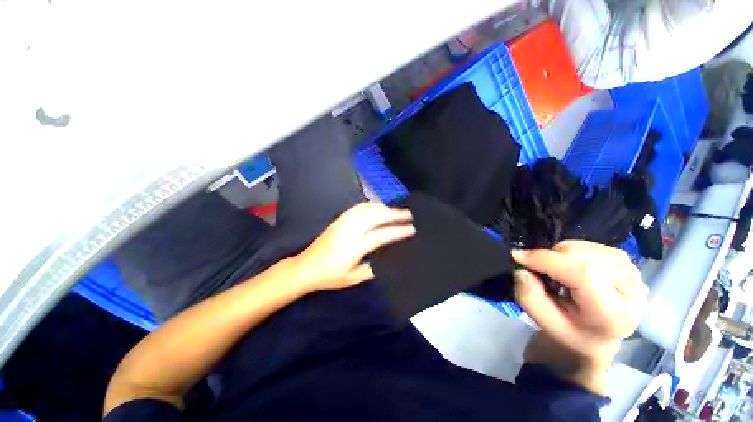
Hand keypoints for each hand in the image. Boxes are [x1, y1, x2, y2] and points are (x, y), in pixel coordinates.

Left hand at [291, 202, 414, 292]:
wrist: (306, 267)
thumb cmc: (330, 276)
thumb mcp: (353, 278)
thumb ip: (373, 268)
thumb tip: (389, 258)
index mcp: (355, 246)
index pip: (382, 235)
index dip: (399, 231)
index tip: (412, 229)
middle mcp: (351, 230)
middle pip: (377, 216)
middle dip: (395, 214)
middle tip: (409, 214)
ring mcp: (344, 222)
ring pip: (368, 209)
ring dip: (384, 208)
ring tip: (396, 211)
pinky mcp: (339, 219)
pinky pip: (358, 207)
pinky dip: (371, 205)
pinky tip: (378, 207)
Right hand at [512, 241, 648, 392]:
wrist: (596, 335)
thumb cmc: (570, 331)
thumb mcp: (544, 322)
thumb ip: (529, 297)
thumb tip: (521, 270)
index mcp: (613, 315)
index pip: (583, 276)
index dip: (547, 260)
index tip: (518, 256)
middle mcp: (631, 291)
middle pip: (583, 257)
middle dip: (551, 258)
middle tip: (538, 272)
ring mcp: (633, 274)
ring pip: (585, 248)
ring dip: (560, 255)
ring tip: (557, 273)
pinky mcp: (627, 262)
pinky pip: (590, 245)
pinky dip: (571, 252)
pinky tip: (571, 267)